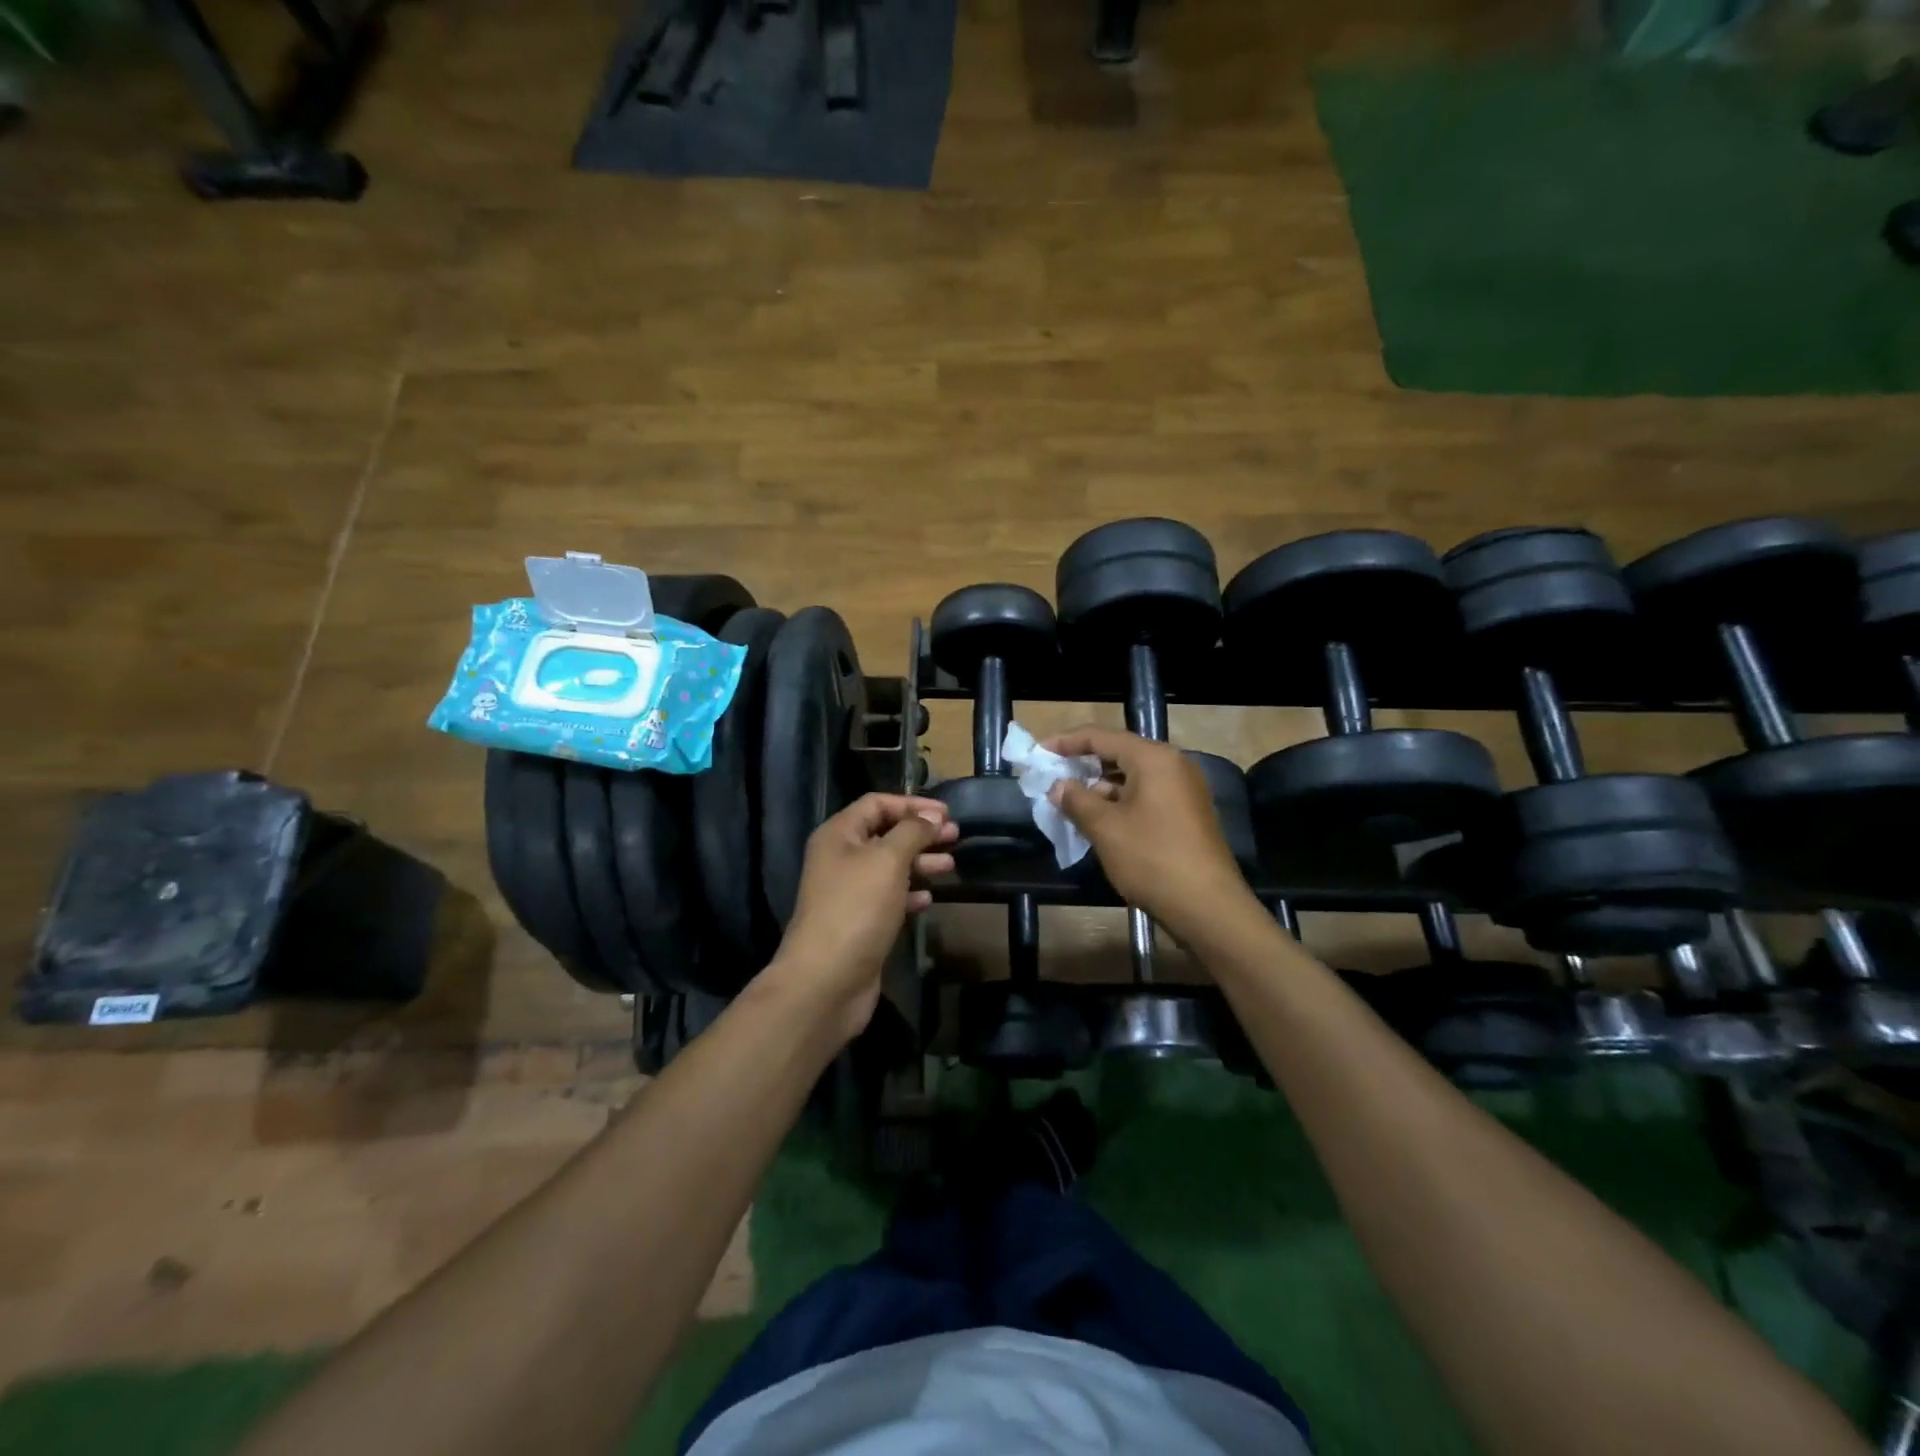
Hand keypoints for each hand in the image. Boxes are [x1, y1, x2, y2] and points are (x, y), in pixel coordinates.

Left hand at [766, 793, 956, 1041]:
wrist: (826, 980)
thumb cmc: (856, 908)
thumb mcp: (888, 860)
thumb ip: (912, 832)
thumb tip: (930, 817)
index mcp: (838, 835)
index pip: (876, 804)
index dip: (911, 804)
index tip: (946, 814)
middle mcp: (840, 859)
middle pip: (885, 834)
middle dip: (921, 833)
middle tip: (955, 837)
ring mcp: (848, 893)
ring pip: (889, 868)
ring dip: (920, 863)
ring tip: (951, 866)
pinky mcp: (859, 923)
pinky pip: (889, 899)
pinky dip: (910, 895)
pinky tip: (930, 900)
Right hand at [1044, 726, 1252, 942]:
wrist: (1208, 907)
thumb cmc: (1152, 859)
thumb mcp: (1105, 828)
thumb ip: (1077, 800)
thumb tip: (1058, 786)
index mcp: (1153, 758)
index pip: (1102, 736)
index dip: (1066, 742)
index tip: (1039, 752)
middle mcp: (1173, 765)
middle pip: (1119, 753)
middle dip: (1083, 765)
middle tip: (1052, 777)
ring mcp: (1185, 790)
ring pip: (1133, 777)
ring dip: (1101, 786)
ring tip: (1070, 802)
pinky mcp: (1188, 813)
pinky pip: (1147, 795)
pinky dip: (1121, 801)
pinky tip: (1099, 820)